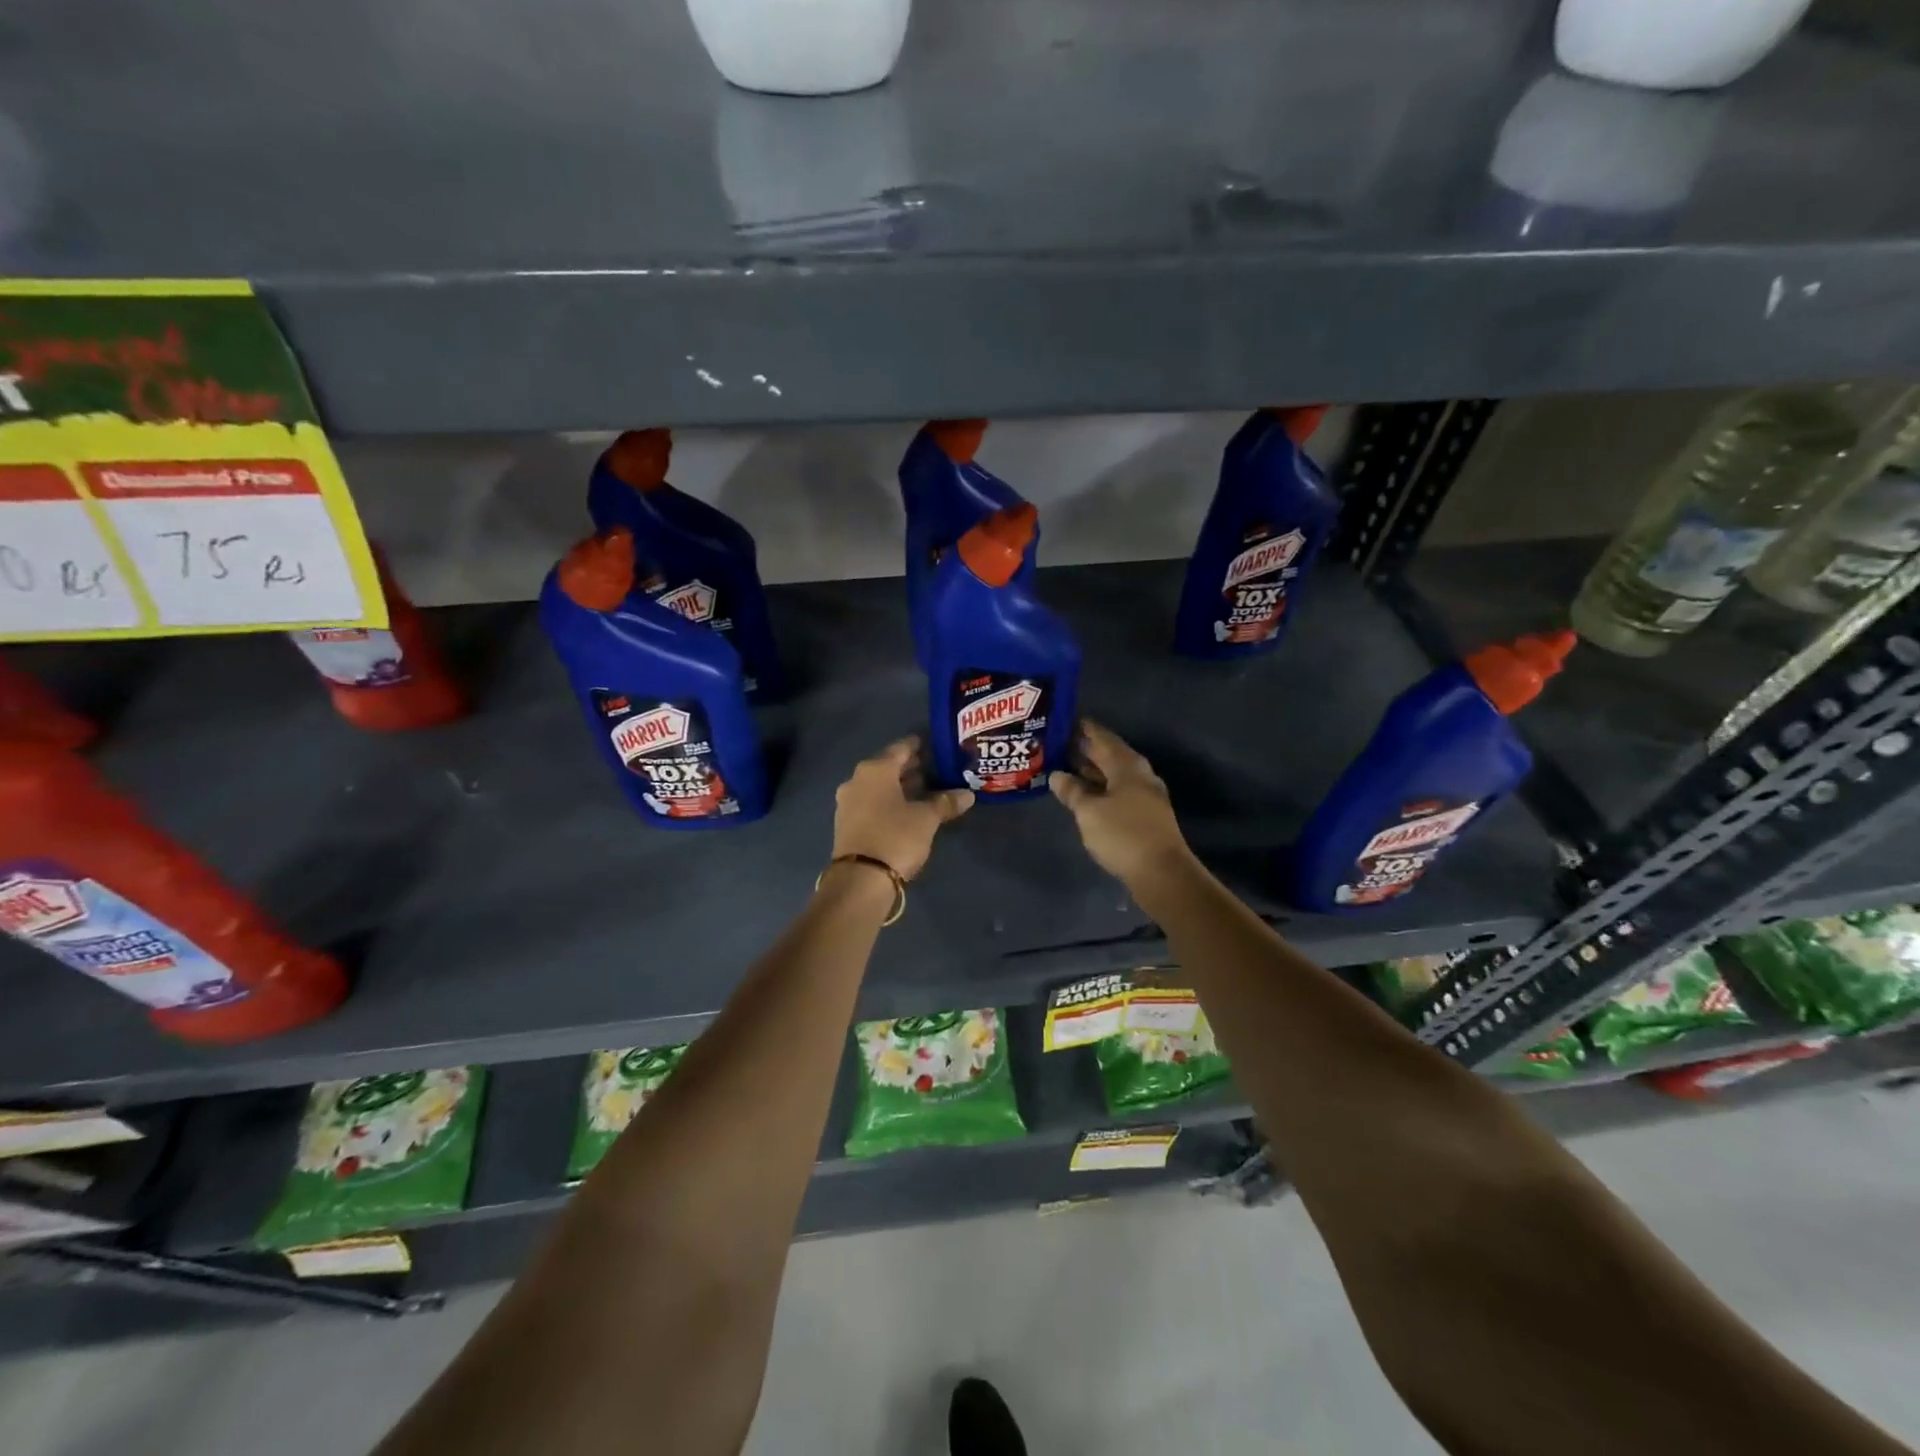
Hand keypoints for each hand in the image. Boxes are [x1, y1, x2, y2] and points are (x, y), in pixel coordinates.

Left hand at [832, 737, 972, 880]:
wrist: (860, 879)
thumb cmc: (895, 837)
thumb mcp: (927, 819)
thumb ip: (946, 802)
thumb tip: (968, 794)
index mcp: (875, 769)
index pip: (901, 748)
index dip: (918, 745)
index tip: (934, 744)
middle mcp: (857, 780)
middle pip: (888, 767)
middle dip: (910, 768)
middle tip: (935, 768)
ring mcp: (848, 803)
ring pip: (879, 787)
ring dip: (900, 787)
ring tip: (926, 789)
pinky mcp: (847, 824)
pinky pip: (872, 803)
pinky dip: (889, 802)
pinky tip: (907, 810)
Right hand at [1049, 721, 1193, 888]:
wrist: (1162, 873)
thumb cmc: (1122, 834)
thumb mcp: (1089, 811)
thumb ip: (1072, 791)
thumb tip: (1057, 775)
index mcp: (1127, 766)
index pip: (1103, 738)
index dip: (1085, 730)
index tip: (1066, 721)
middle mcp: (1139, 775)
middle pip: (1110, 755)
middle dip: (1086, 749)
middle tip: (1060, 744)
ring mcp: (1145, 796)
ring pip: (1114, 775)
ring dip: (1092, 770)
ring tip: (1067, 767)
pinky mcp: (1145, 815)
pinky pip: (1118, 792)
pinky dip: (1100, 788)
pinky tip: (1085, 794)